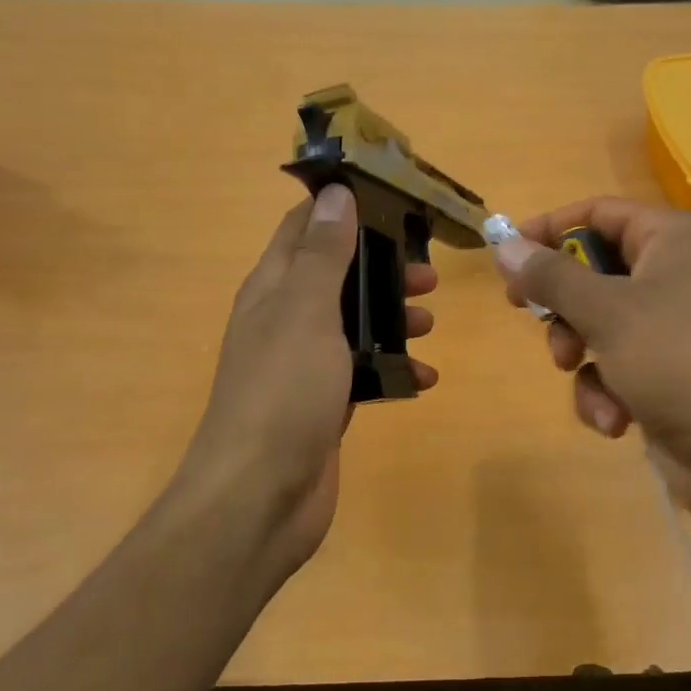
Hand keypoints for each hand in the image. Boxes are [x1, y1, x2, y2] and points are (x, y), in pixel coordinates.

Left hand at [185, 184, 437, 582]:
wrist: (260, 497)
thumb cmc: (284, 392)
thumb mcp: (307, 311)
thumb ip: (324, 254)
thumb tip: (335, 192)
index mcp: (274, 288)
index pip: (305, 227)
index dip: (343, 207)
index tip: (393, 199)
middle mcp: (286, 319)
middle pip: (339, 275)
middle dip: (382, 267)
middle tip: (427, 272)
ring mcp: (305, 364)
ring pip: (355, 323)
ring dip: (392, 316)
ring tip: (430, 322)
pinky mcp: (325, 404)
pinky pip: (365, 372)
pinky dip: (395, 368)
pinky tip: (424, 378)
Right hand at [492, 197, 690, 526]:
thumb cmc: (677, 361)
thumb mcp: (606, 312)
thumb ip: (551, 276)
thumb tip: (505, 245)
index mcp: (671, 239)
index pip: (597, 212)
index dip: (549, 229)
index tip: (507, 256)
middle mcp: (674, 273)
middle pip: (592, 270)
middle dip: (563, 304)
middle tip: (532, 317)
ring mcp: (671, 326)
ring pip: (597, 323)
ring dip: (580, 355)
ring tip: (580, 374)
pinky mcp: (666, 372)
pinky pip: (615, 365)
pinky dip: (606, 390)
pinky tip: (616, 418)